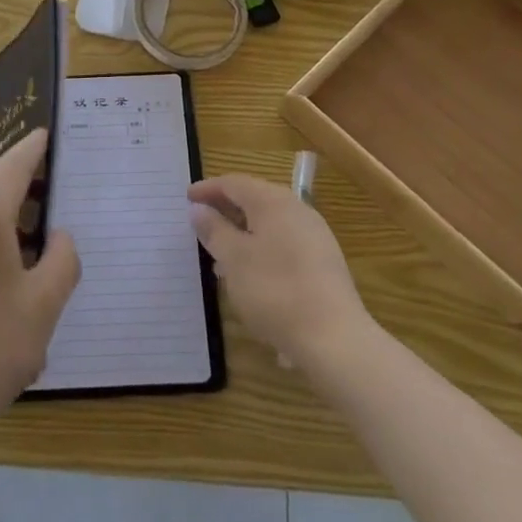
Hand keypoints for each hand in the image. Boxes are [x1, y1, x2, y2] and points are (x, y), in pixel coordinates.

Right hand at [188, 174, 369, 372]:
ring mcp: (314, 235)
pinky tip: (251, 272)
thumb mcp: (234, 259)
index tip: (187, 198)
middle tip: (201, 221)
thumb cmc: (275, 291)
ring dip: (243, 230)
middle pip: (255, 198)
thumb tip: (199, 209)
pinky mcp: (323, 261)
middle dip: (226, 208)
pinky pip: (284, 241)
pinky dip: (262, 247)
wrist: (335, 338)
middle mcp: (297, 209)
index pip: (234, 183)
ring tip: (220, 252)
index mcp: (273, 201)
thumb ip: (214, 230)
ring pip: (270, 222)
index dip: (208, 189)